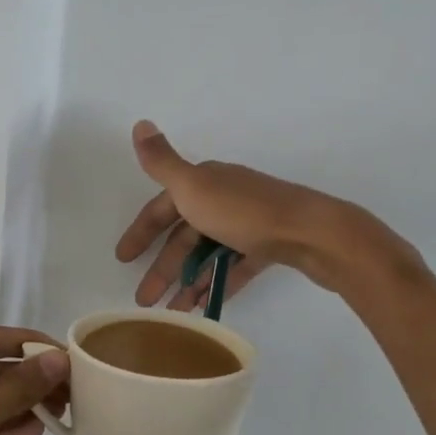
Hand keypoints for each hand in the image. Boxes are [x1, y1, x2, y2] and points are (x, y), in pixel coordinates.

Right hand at [115, 121, 409, 308]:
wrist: (312, 232)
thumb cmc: (245, 213)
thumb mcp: (194, 186)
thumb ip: (162, 163)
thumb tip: (139, 123)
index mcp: (204, 183)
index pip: (162, 208)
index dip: (141, 232)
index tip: (123, 259)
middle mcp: (224, 198)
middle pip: (184, 236)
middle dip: (162, 267)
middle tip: (144, 300)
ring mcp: (248, 223)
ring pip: (208, 254)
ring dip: (188, 281)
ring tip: (172, 311)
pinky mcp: (269, 245)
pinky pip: (234, 266)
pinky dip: (217, 283)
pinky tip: (205, 306)